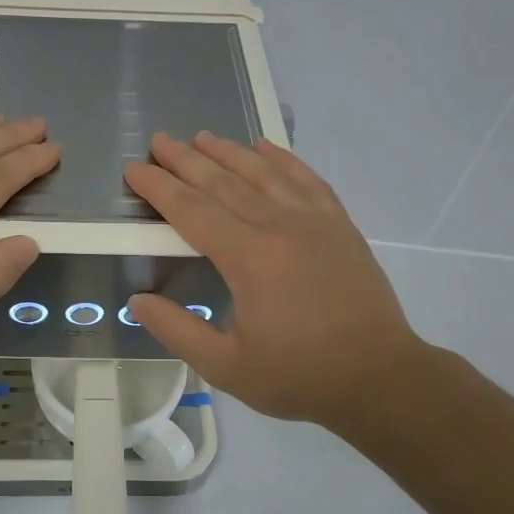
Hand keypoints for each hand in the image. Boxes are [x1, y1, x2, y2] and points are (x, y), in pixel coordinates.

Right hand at [125, 131, 430, 428]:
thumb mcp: (226, 367)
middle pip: (223, 182)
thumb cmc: (299, 376)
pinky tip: (265, 147)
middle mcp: (278, 226)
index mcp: (247, 258)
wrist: (379, 377)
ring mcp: (314, 220)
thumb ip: (177, 331)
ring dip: (229, 152)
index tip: (134, 169)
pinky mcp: (339, 224)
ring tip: (202, 137)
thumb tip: (137, 300)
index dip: (159, 188)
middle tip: (158, 140)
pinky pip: (305, 178)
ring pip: (263, 173)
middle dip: (186, 160)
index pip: (191, 210)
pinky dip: (282, 158)